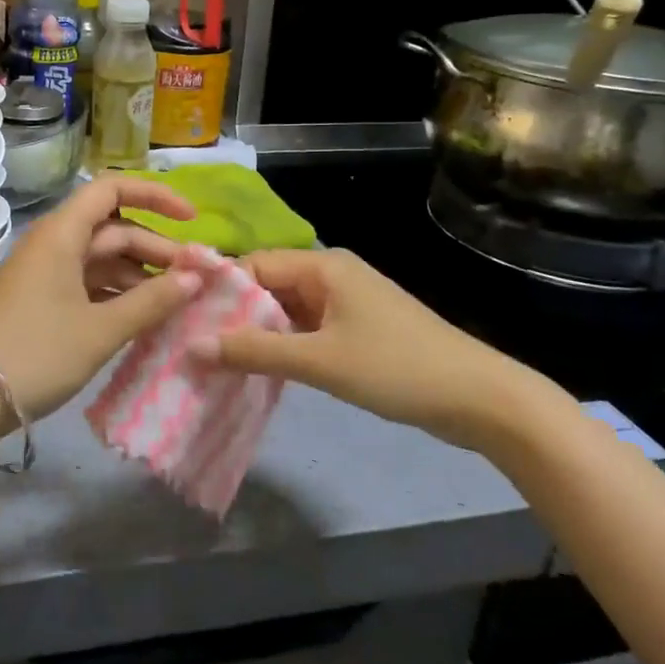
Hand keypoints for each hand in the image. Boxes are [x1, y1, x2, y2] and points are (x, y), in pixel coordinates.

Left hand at [0, 176, 202, 429]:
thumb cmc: (36, 353)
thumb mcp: (100, 330)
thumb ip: (151, 302)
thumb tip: (196, 278)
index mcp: (63, 234)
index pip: (112, 189)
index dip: (155, 196)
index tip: (191, 221)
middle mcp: (54, 243)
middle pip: (114, 229)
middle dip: (156, 249)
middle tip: (197, 279)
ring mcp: (47, 273)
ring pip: (104, 260)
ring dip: (140, 276)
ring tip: (179, 303)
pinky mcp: (43, 300)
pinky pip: (90, 284)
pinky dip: (119, 295)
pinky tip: (145, 318)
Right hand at [194, 248, 558, 451]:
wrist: (479, 398)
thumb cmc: (396, 367)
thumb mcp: (319, 360)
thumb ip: (255, 352)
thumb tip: (192, 347)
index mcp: (323, 265)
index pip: (254, 265)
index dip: (219, 291)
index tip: (185, 321)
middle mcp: (331, 275)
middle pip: (269, 286)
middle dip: (234, 315)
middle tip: (195, 347)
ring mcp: (346, 303)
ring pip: (287, 311)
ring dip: (258, 334)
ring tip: (217, 362)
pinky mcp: (357, 330)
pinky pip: (307, 330)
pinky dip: (284, 347)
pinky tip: (259, 371)